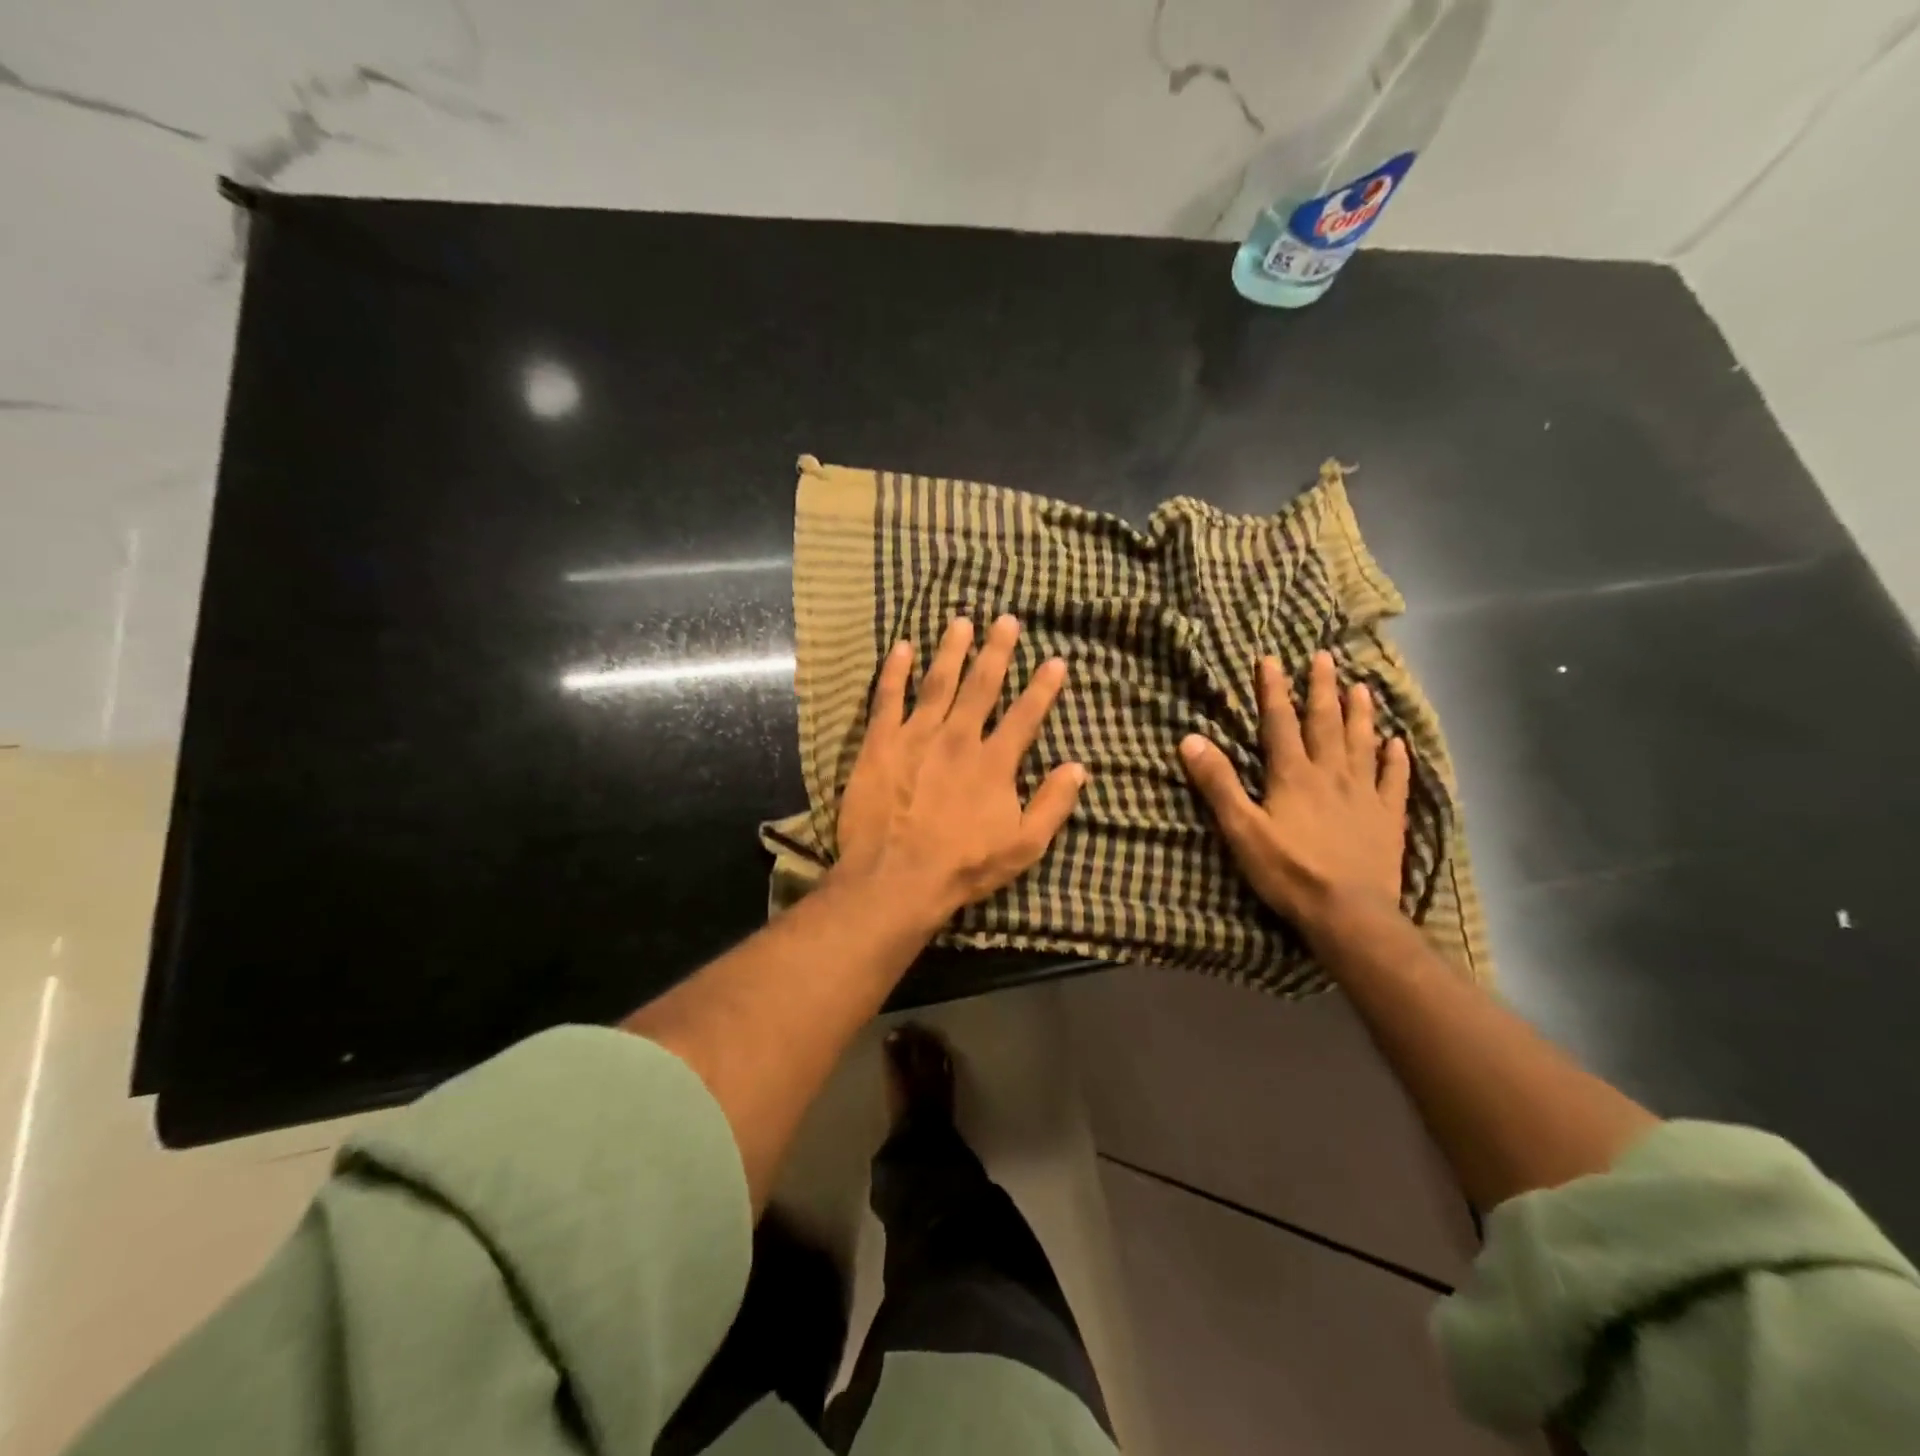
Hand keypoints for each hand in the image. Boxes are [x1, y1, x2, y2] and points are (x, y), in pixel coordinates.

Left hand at [836, 615, 1086, 924]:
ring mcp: (916, 736)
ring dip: (951, 650)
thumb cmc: (963, 866)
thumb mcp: (1023, 846)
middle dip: (997, 650)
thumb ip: (1052, 805)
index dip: (1043, 687)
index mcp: (994, 762)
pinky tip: (901, 647)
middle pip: (981, 685)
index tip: (1055, 660)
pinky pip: (888, 698)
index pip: (1025, 715)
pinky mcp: (880, 743)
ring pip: (937, 682)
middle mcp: (958, 738)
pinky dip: (895, 671)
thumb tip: (1078, 767)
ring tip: (960, 621)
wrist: (896, 878)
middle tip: (1006, 619)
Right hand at [1180, 650, 1409, 933]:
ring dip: (1360, 713)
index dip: (1273, 690)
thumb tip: (1190, 739)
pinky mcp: (1388, 818)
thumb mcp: (1240, 828)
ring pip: (1363, 744)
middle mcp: (1331, 774)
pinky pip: (1394, 781)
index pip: (1279, 723)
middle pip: (1326, 723)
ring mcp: (1364, 795)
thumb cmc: (1288, 871)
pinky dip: (1396, 760)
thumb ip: (1218, 783)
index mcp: (1293, 775)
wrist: (1349, 913)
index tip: (1271, 659)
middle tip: (1325, 657)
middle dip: (1322, 689)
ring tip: (1362, 686)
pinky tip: (1398, 744)